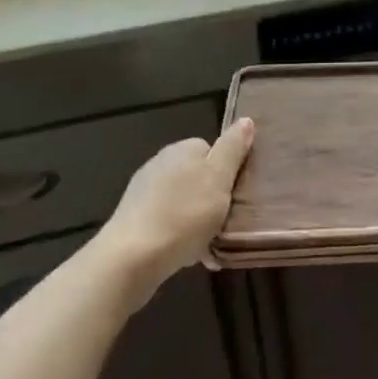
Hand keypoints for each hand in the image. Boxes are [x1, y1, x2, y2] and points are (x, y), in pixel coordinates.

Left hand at [95, 118, 253, 289]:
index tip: (233, 193)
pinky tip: (186, 253)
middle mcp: (160, 163)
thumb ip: (233, 148)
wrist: (132, 258)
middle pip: (197, 176)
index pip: (212, 149)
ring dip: (195, 218)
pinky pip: (166, 221)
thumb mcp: (220, 178)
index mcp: (182, 149)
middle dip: (211, 197)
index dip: (226, 170)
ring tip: (208, 243)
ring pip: (182, 201)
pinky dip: (178, 234)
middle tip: (224, 220)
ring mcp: (143, 191)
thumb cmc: (184, 214)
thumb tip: (246, 120)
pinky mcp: (133, 219)